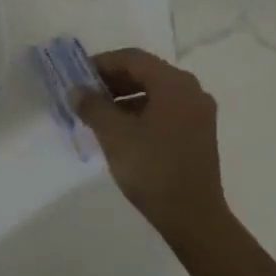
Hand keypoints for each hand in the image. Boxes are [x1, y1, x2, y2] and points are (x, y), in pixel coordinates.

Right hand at [72, 48, 230, 246]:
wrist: (193, 217)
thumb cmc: (152, 168)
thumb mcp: (114, 134)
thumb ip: (92, 106)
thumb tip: (76, 90)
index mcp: (174, 83)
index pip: (132, 59)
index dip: (101, 63)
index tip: (77, 76)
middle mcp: (191, 90)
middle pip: (145, 73)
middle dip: (112, 80)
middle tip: (84, 94)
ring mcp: (198, 113)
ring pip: (155, 92)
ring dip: (124, 97)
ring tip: (97, 114)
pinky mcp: (198, 133)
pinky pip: (165, 109)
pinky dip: (140, 111)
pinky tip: (120, 130)